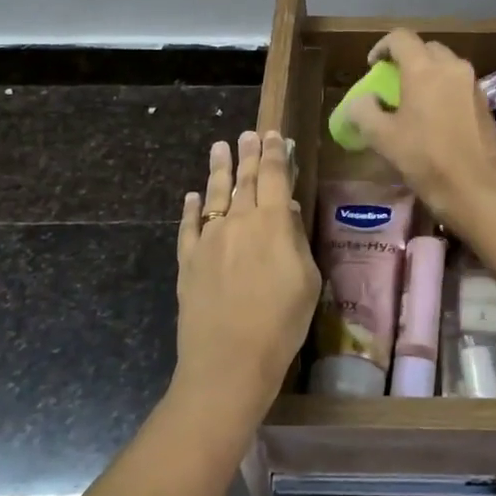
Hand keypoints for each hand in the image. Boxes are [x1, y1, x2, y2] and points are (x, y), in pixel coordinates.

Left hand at [173, 130, 320, 420]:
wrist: (228, 362)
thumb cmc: (281, 324)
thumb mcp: (307, 281)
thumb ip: (297, 240)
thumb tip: (288, 211)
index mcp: (273, 223)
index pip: (274, 176)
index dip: (275, 153)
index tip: (274, 135)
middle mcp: (238, 221)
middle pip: (245, 179)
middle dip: (248, 153)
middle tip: (248, 133)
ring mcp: (209, 239)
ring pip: (214, 194)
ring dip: (219, 169)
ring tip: (220, 147)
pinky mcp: (187, 260)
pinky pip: (189, 226)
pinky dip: (191, 207)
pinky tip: (192, 196)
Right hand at [343, 29, 495, 221]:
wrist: (475, 188)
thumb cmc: (424, 159)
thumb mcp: (381, 137)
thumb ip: (364, 111)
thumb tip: (362, 100)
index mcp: (424, 69)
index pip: (400, 38)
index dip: (381, 47)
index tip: (372, 67)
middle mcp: (452, 67)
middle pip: (426, 48)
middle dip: (407, 59)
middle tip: (393, 83)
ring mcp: (473, 84)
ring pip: (446, 65)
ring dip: (428, 74)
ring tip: (415, 100)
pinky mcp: (485, 102)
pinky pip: (460, 83)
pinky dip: (445, 89)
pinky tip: (437, 116)